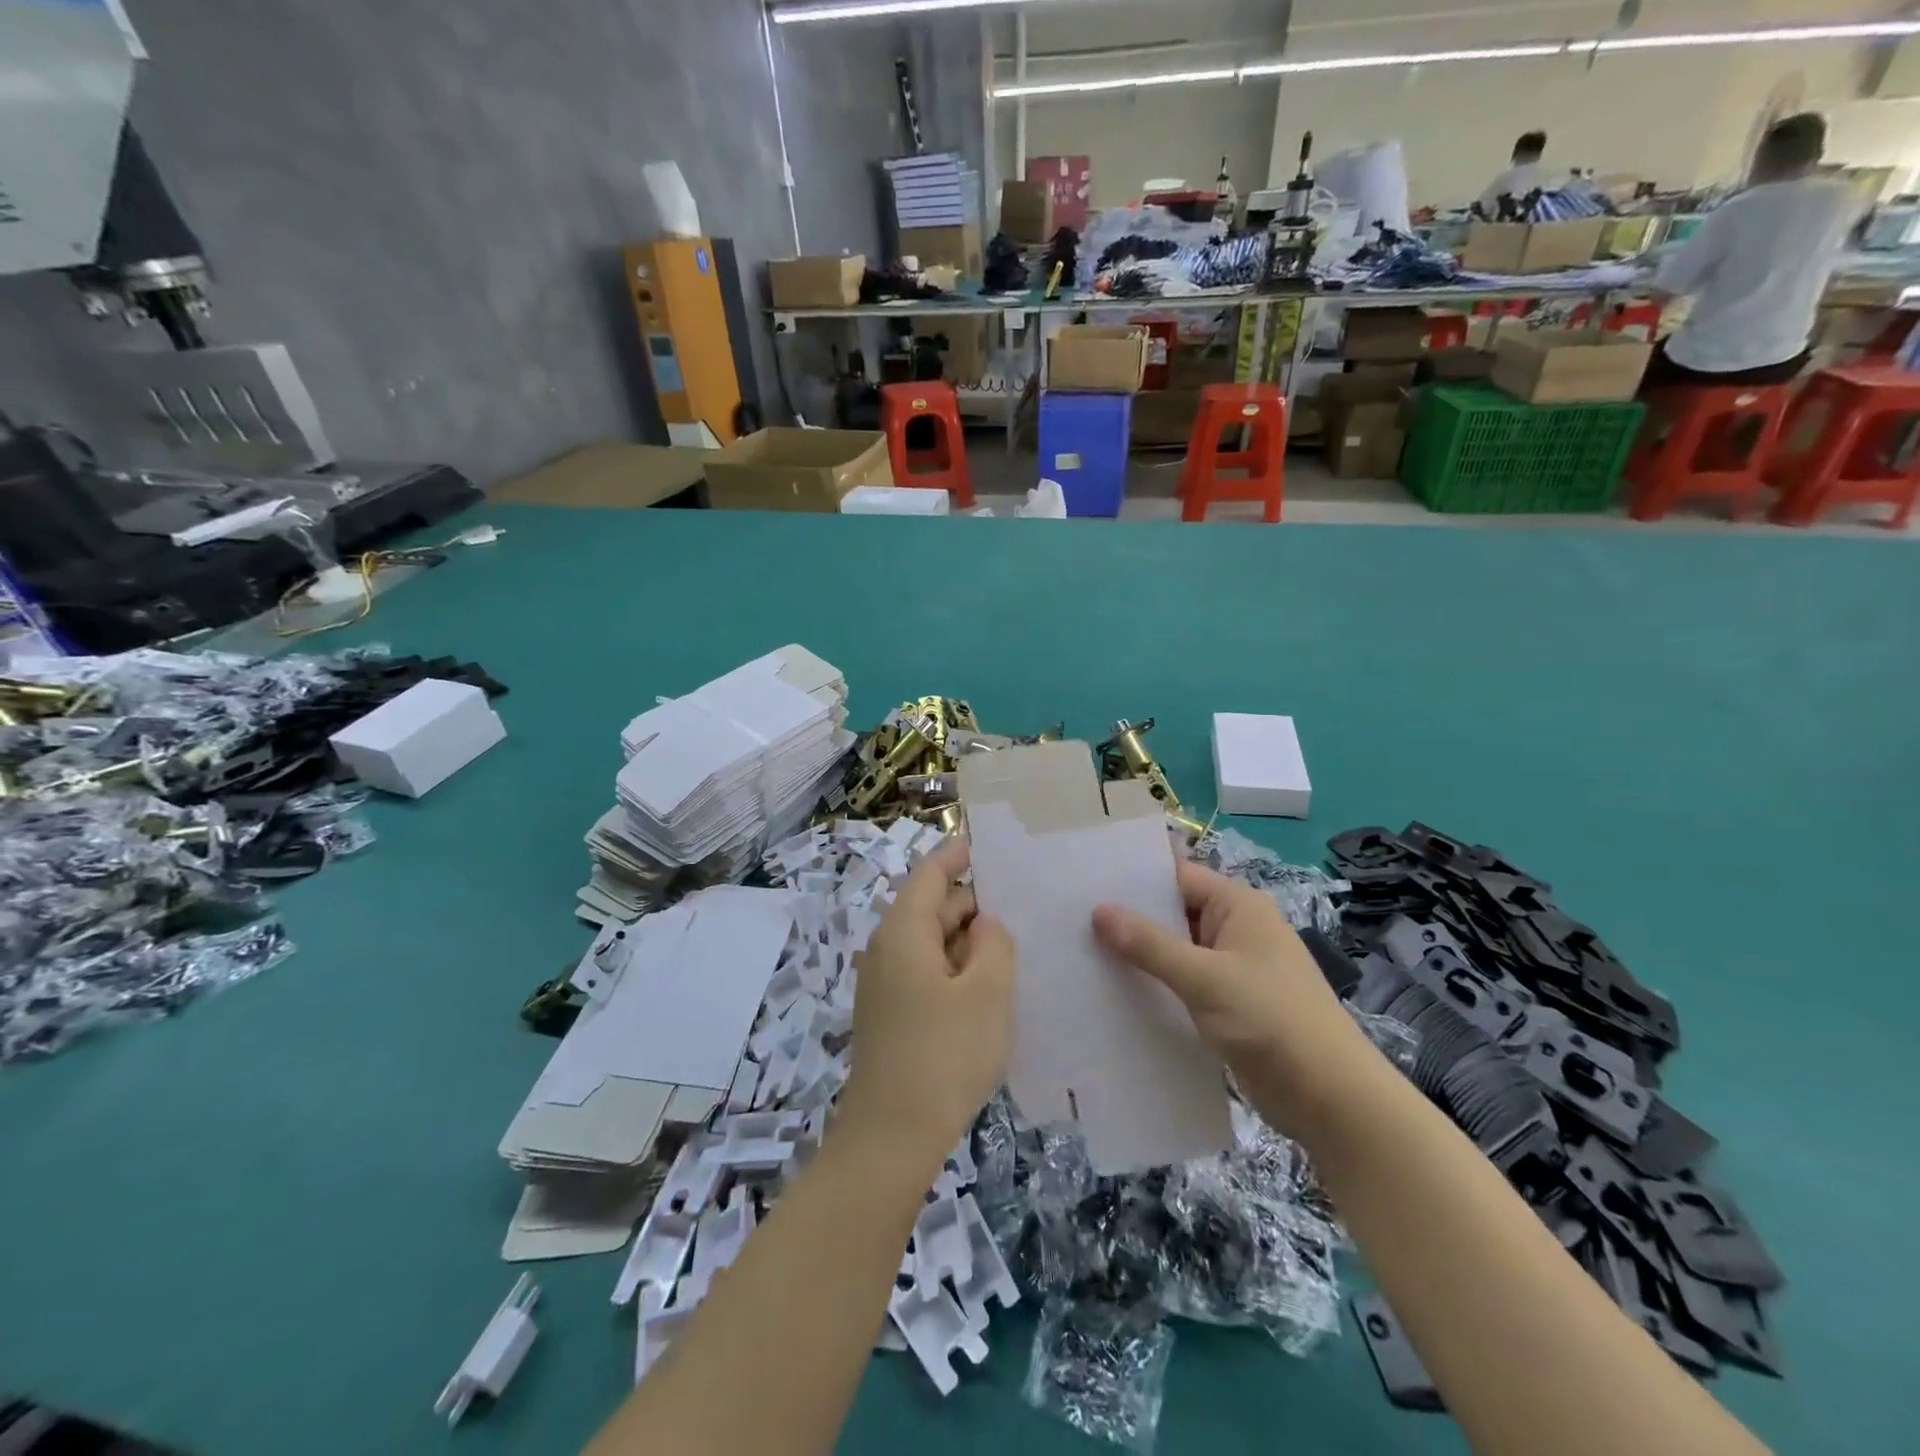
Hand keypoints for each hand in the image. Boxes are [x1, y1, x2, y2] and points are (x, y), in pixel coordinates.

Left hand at [838, 836, 1016, 1167]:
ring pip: (929, 943)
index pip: (930, 874)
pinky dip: (954, 967)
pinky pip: (924, 972)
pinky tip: (986, 986)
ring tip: (1011, 944)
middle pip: (930, 907)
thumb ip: (993, 944)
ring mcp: (883, 984)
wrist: (890, 1137)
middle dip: (971, 903)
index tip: (985, 842)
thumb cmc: (944, 1055)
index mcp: (903, 932)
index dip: (957, 855)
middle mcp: (885, 950)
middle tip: (1019, 903)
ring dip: (966, 940)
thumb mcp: (986, 993)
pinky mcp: (888, 1014)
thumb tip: (984, 923)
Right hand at [1092, 860, 1372, 1135]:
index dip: (1132, 880)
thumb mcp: (1205, 978)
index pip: (1176, 877)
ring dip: (1139, 956)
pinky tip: (1115, 994)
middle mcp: (1236, 929)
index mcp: (1238, 906)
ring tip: (1082, 955)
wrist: (1332, 1099)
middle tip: (1071, 921)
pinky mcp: (1229, 1004)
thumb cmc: (1272, 1021)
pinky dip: (1155, 985)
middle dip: (1129, 919)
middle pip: (1173, 913)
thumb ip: (1149, 945)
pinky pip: (1183, 983)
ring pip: (1176, 951)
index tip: (1083, 884)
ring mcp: (1233, 968)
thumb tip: (1098, 911)